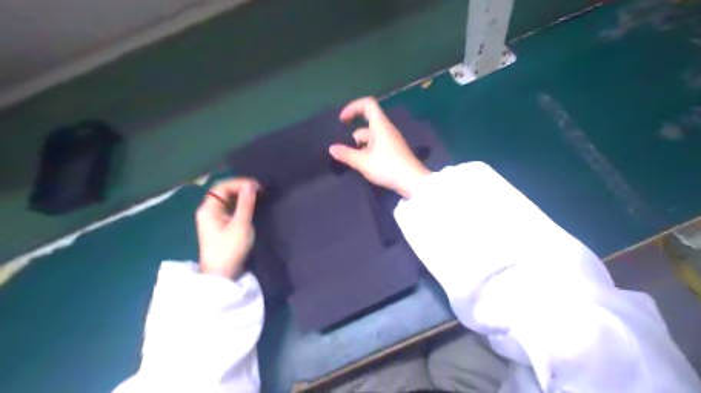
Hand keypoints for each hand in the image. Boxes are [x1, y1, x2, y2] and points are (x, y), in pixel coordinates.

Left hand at [197, 177, 258, 279]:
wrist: (221, 274)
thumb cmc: (230, 249)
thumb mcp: (241, 224)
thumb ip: (246, 203)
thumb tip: (251, 185)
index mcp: (208, 209)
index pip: (222, 187)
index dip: (239, 183)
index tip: (257, 186)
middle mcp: (207, 211)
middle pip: (222, 192)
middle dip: (240, 187)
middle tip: (259, 189)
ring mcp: (212, 219)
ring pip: (225, 200)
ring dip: (240, 195)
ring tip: (257, 195)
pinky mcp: (218, 226)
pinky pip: (228, 208)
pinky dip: (239, 204)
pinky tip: (249, 205)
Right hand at [330, 97, 432, 197]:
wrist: (412, 181)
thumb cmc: (387, 167)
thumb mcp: (363, 162)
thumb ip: (346, 154)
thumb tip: (332, 148)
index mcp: (380, 125)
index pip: (367, 104)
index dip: (353, 107)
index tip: (342, 120)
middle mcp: (386, 129)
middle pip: (366, 124)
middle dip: (353, 135)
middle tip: (344, 151)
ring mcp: (391, 140)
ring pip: (371, 137)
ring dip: (360, 146)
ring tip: (352, 161)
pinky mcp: (393, 151)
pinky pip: (377, 145)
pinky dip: (367, 151)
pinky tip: (363, 165)